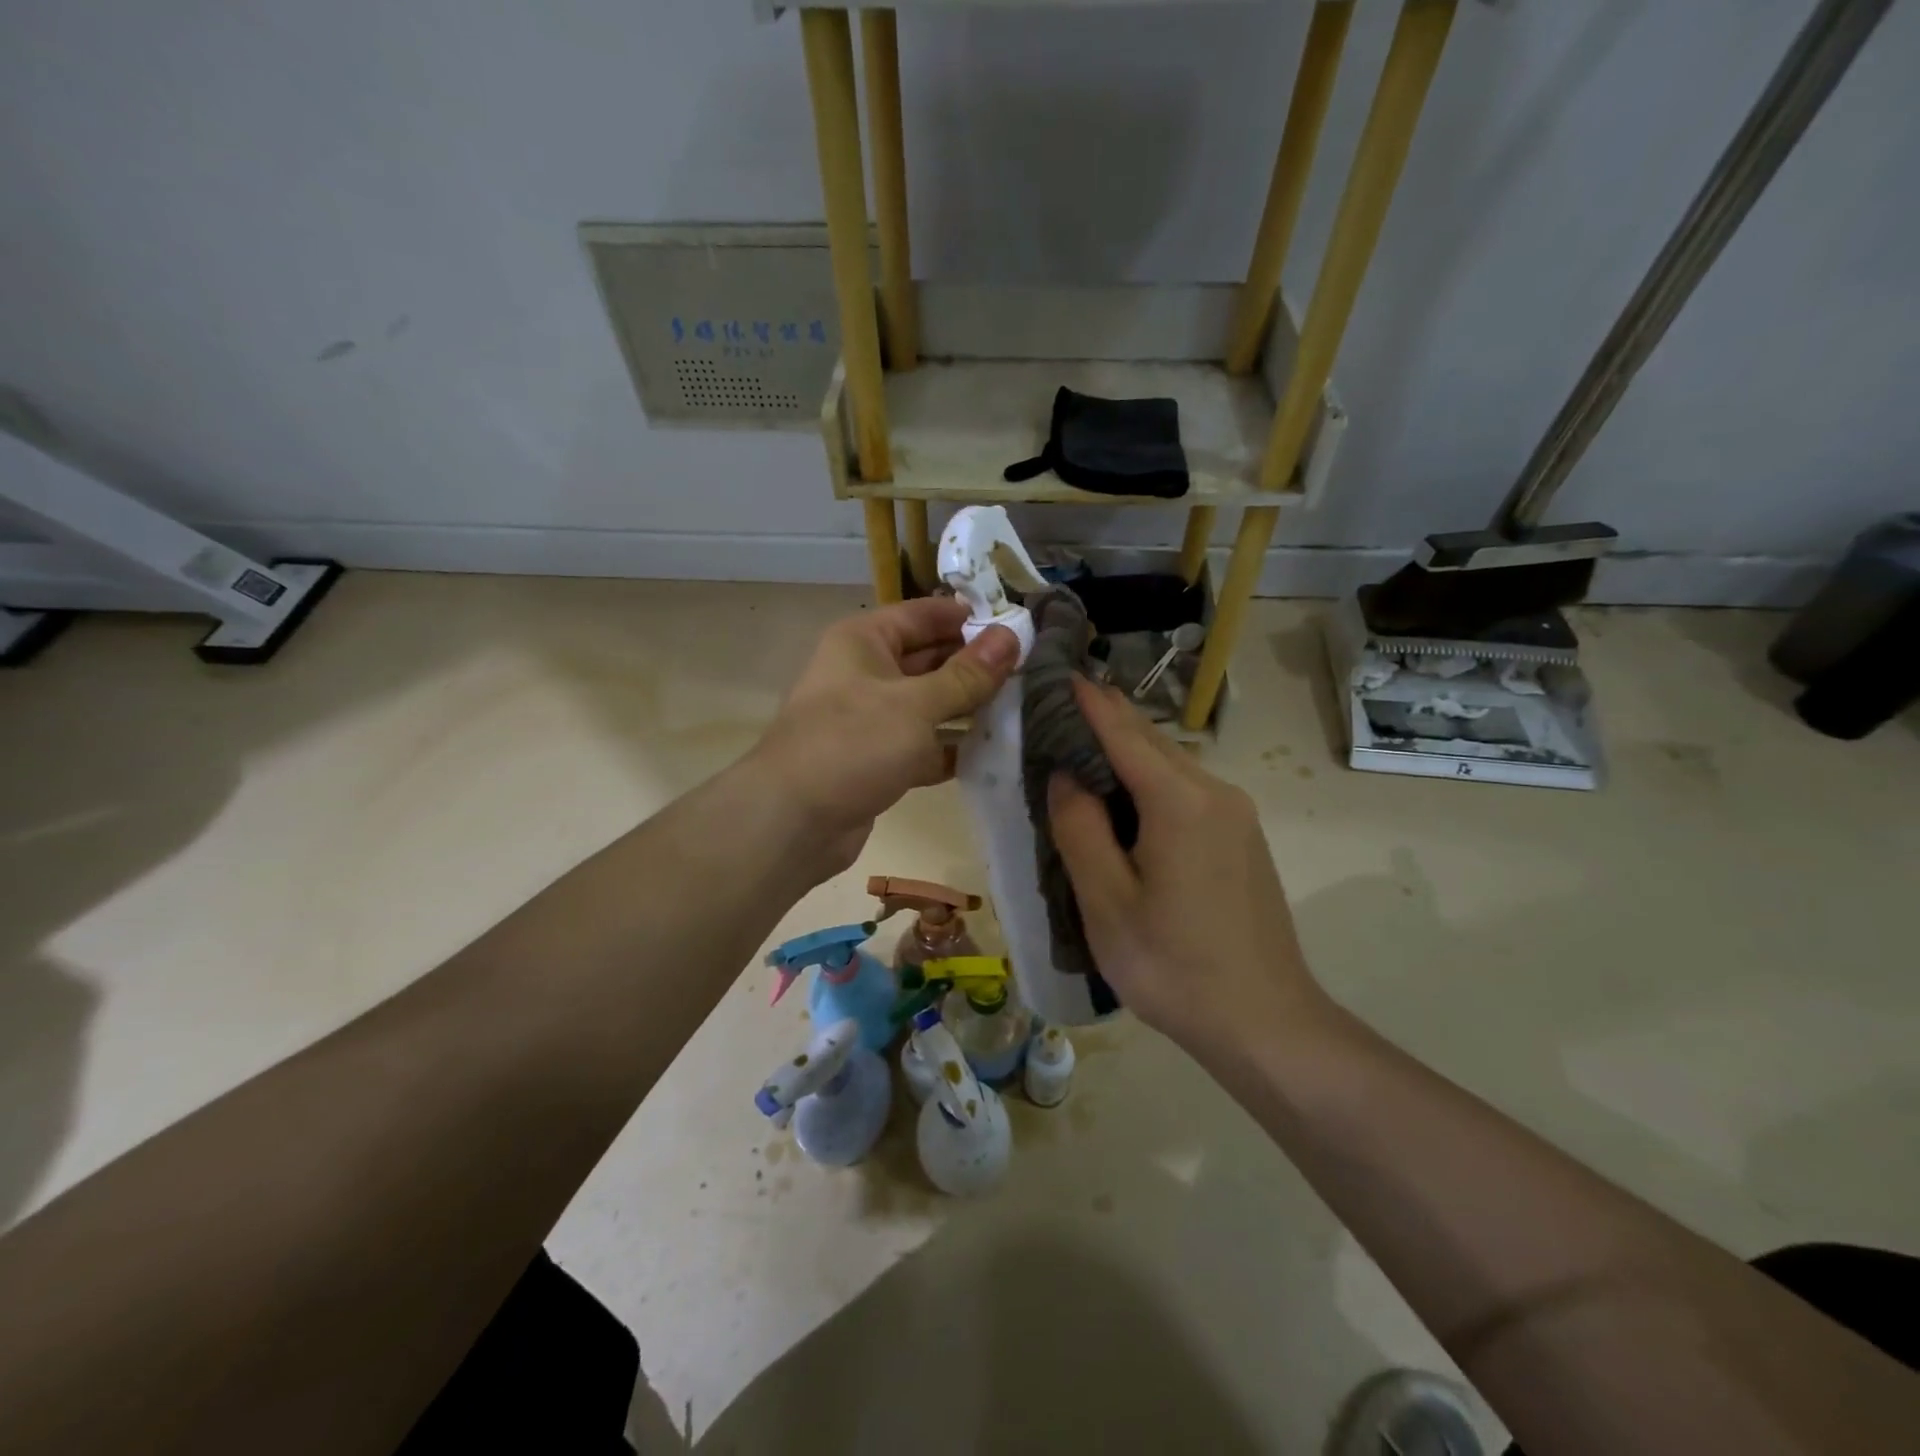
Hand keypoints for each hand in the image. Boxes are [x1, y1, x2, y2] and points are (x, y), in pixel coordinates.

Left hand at [749, 597, 1018, 875]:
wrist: (792, 821)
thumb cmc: (852, 744)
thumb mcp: (916, 704)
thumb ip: (966, 675)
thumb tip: (1011, 637)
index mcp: (864, 641)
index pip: (924, 615)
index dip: (968, 617)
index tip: (1018, 625)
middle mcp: (866, 673)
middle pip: (929, 659)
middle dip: (975, 666)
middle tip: (1032, 670)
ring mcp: (871, 719)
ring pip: (929, 705)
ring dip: (968, 709)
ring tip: (1023, 708)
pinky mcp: (878, 760)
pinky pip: (922, 744)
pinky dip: (950, 748)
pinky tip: (993, 752)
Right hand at [1047, 679, 1330, 1060]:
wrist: (1267, 1024)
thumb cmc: (1174, 966)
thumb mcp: (1107, 902)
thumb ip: (1080, 828)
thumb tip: (1067, 773)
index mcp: (1180, 800)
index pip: (1122, 731)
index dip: (1087, 701)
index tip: (1057, 671)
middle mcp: (1215, 792)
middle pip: (1150, 741)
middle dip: (1103, 722)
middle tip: (1054, 713)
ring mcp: (1236, 815)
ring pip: (1169, 766)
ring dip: (1124, 754)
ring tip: (1078, 756)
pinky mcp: (1242, 839)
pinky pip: (1186, 792)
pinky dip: (1147, 783)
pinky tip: (1123, 805)